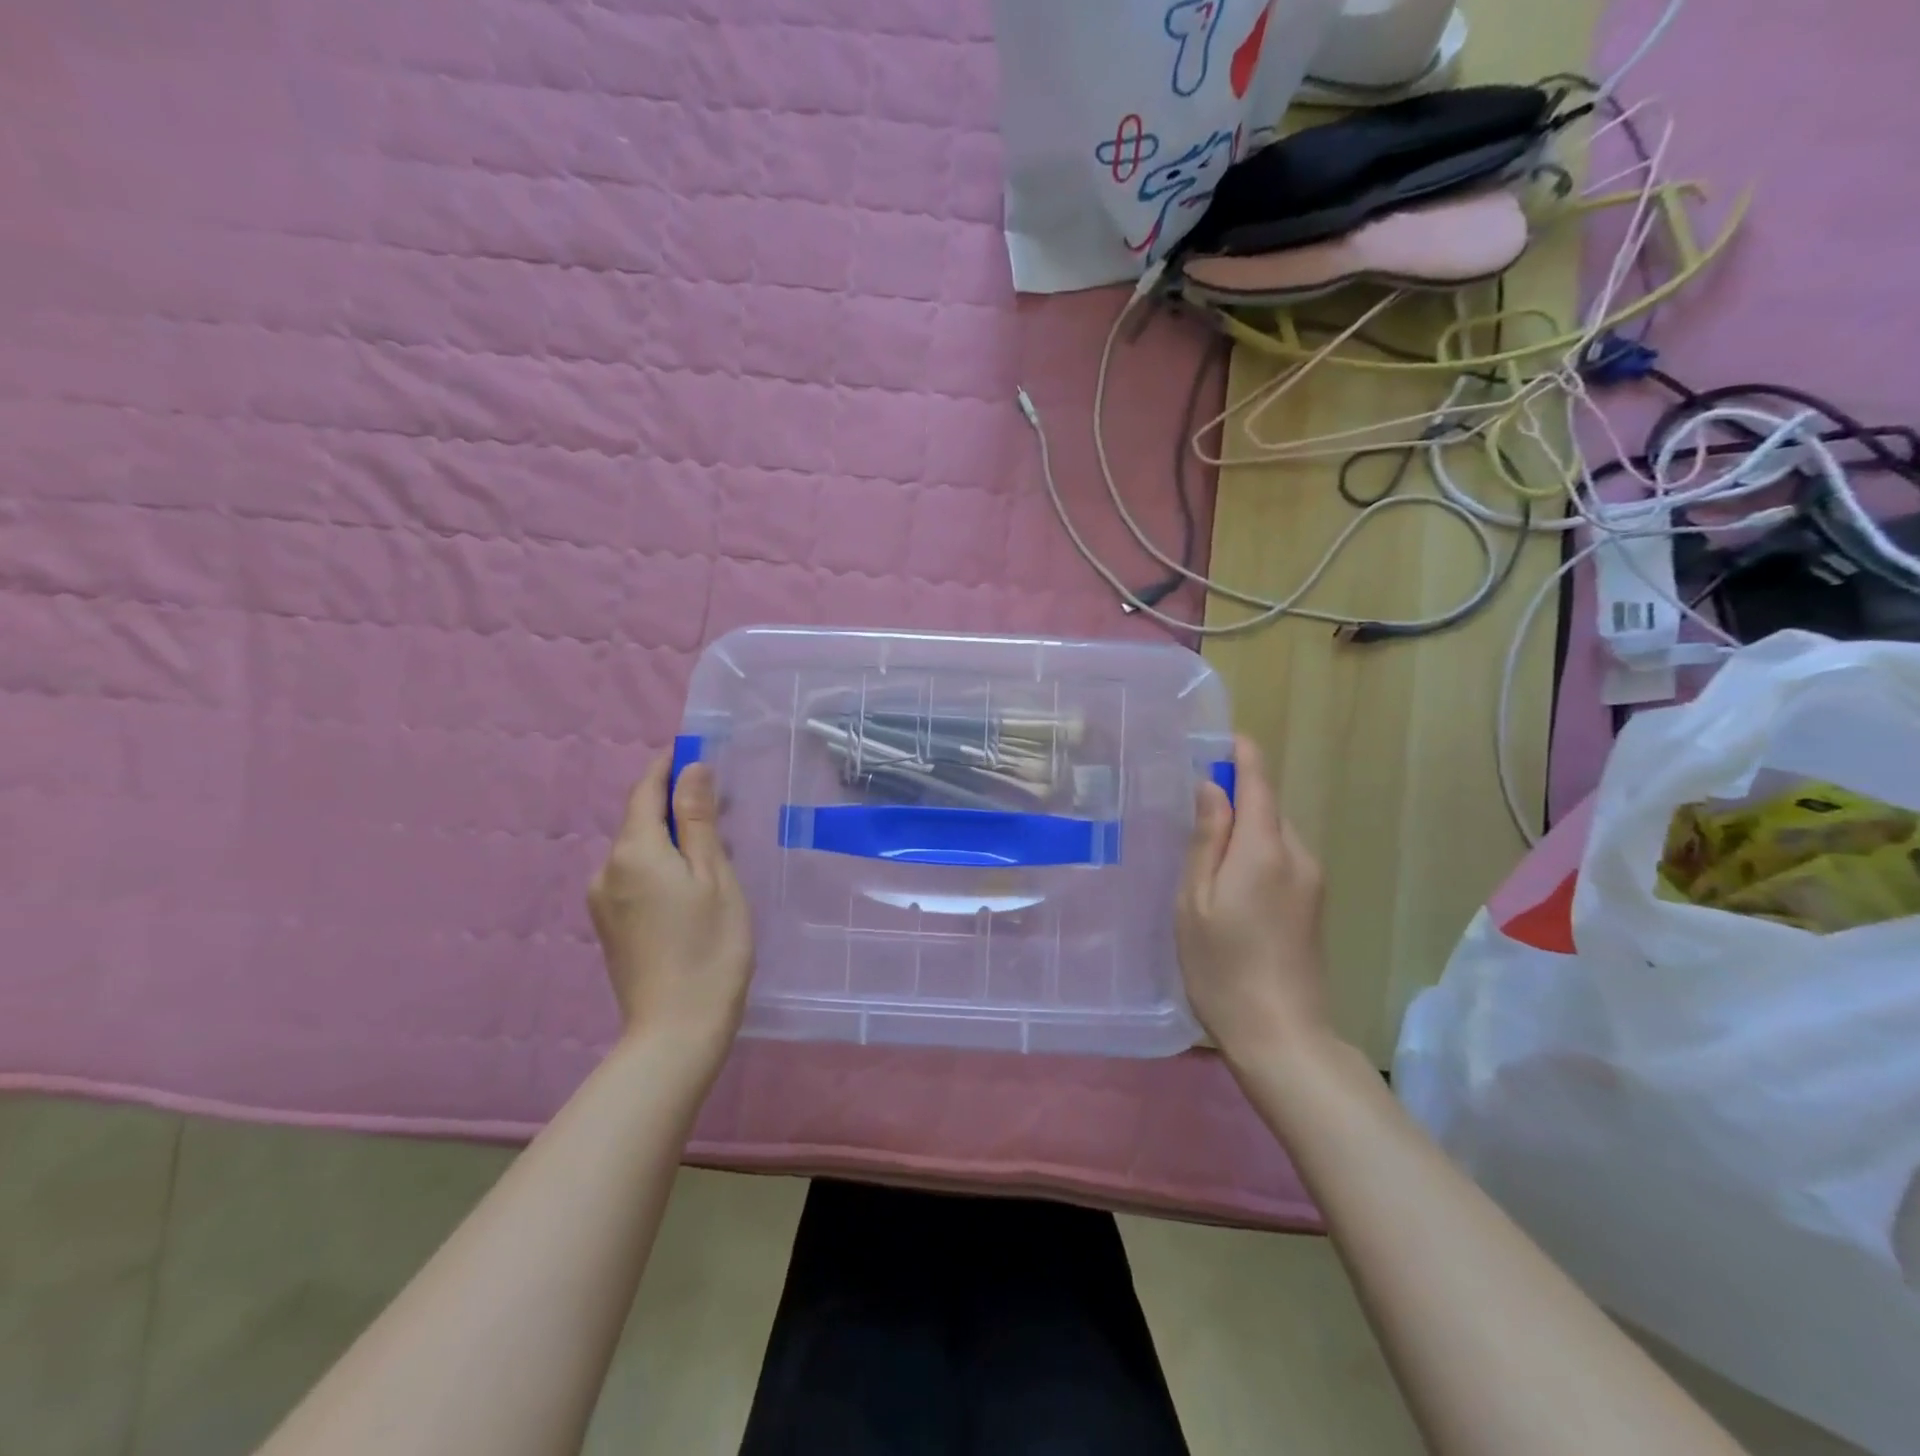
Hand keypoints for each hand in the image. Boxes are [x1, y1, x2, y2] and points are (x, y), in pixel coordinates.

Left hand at [587, 754, 752, 1061]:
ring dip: (670, 838)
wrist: (676, 1031)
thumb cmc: (710, 947)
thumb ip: (700, 820)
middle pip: (640, 820)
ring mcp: (603, 901)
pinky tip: (691, 883)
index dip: (667, 767)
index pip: (645, 791)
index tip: (693, 749)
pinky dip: (661, 866)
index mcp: (634, 851)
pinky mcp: (609, 927)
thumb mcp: (715, 876)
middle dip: (675, 804)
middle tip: (720, 802)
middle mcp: (607, 869)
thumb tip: (692, 769)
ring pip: (639, 851)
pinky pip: (634, 877)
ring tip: (714, 847)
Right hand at [1176, 735, 1329, 1063]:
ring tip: (1202, 844)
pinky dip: (1255, 852)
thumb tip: (1213, 787)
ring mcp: (1311, 881)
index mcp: (1266, 849)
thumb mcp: (1196, 900)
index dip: (1242, 755)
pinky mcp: (1313, 904)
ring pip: (1274, 834)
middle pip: (1268, 807)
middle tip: (1190, 803)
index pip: (1259, 783)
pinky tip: (1228, 879)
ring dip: (1244, 827)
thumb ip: (1206, 839)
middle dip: (1236, 796)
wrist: (1281, 1035)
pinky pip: (1281, 858)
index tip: (1221, 737)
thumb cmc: (1222, 966)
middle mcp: (1297, 856)